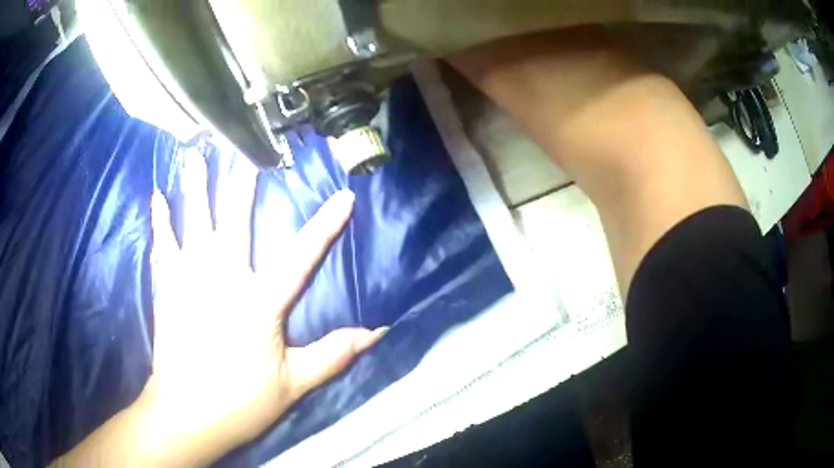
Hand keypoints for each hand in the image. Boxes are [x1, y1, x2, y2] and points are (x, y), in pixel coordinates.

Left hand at [56, 155, 385, 466]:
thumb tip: (376, 333)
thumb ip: (332, 355)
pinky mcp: (167, 288)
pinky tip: (157, 195)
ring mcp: (189, 280)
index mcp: (259, 304)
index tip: (343, 196)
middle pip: (234, 222)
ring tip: (194, 155)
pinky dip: (160, 219)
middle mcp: (223, 280)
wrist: (186, 412)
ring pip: (193, 223)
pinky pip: (163, 245)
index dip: (324, 226)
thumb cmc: (240, 401)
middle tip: (245, 151)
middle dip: (242, 185)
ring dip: (195, 187)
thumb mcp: (293, 384)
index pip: (300, 257)